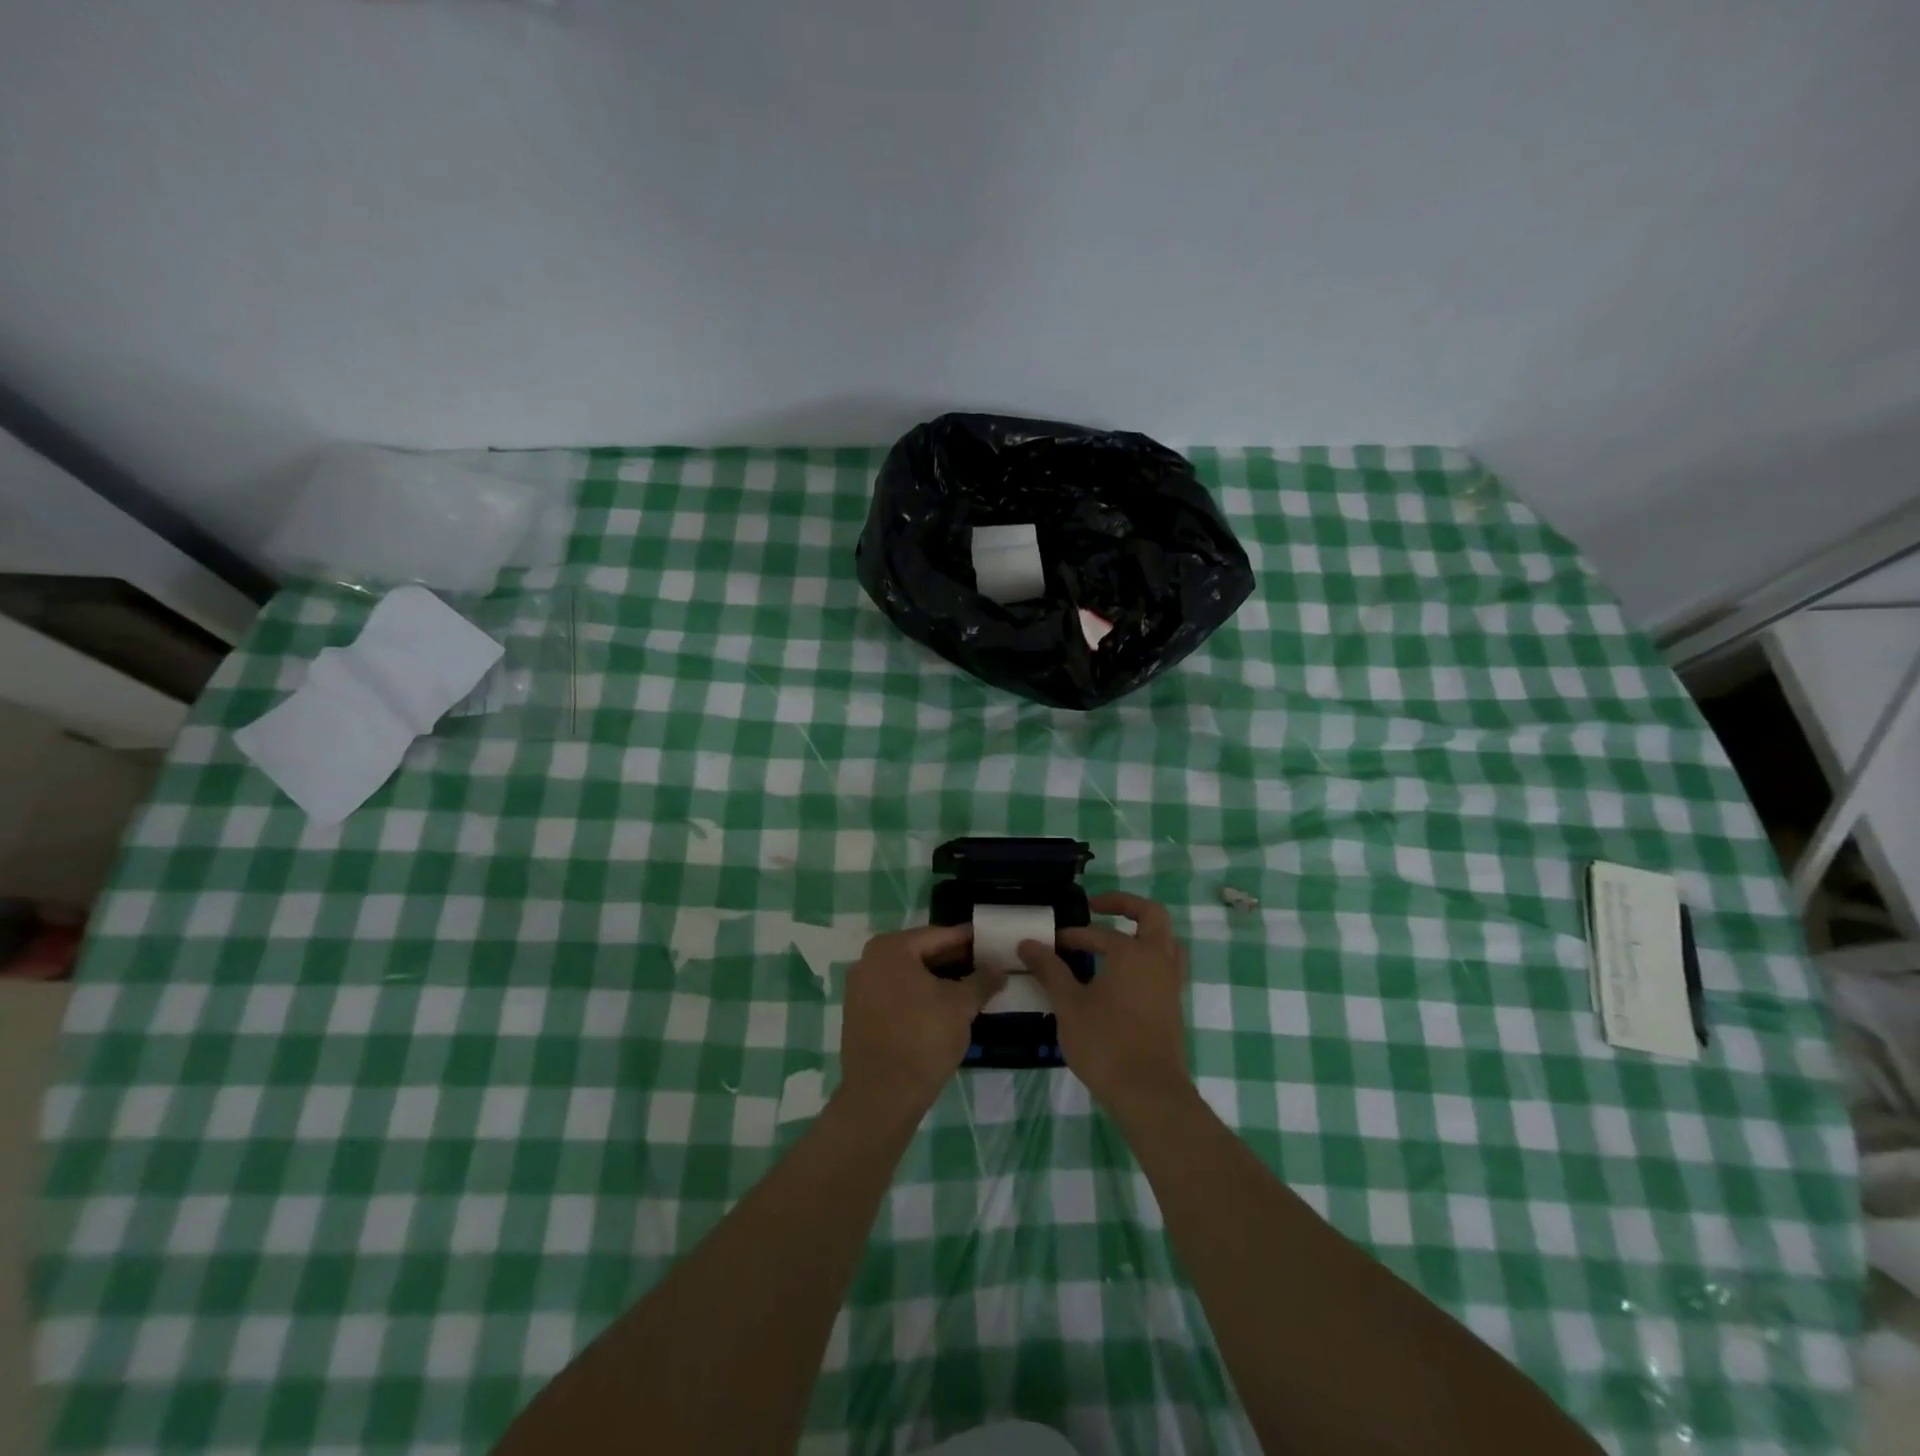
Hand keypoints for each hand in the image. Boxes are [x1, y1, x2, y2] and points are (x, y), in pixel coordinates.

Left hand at [838, 924, 1004, 1118]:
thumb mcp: (961, 1006)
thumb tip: (999, 969)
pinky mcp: (858, 1015)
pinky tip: (942, 1009)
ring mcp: (859, 989)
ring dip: (937, 980)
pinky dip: (918, 997)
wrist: (882, 1096)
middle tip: (984, 967)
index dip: (967, 940)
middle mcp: (868, 961)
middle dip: (953, 961)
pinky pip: (895, 995)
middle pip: (920, 954)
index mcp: (890, 948)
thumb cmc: (923, 1038)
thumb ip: (982, 981)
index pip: (937, 935)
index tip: (991, 942)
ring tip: (969, 988)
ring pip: (907, 976)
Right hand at [1019, 892, 1190, 1116]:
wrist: (1149, 1094)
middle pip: (1152, 916)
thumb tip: (1027, 943)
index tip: (1049, 943)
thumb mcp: (1069, 1004)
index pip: (1099, 933)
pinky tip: (1122, 975)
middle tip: (1098, 908)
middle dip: (1125, 906)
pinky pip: (1165, 966)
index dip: (1072, 935)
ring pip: (1166, 942)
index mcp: (1134, 953)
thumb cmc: (1106, 1043)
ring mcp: (1171, 984)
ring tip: (1116, 938)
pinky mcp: (1173, 1007)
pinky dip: (1146, 958)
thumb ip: (1050, 970)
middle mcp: (1158, 961)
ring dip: (1142, 933)